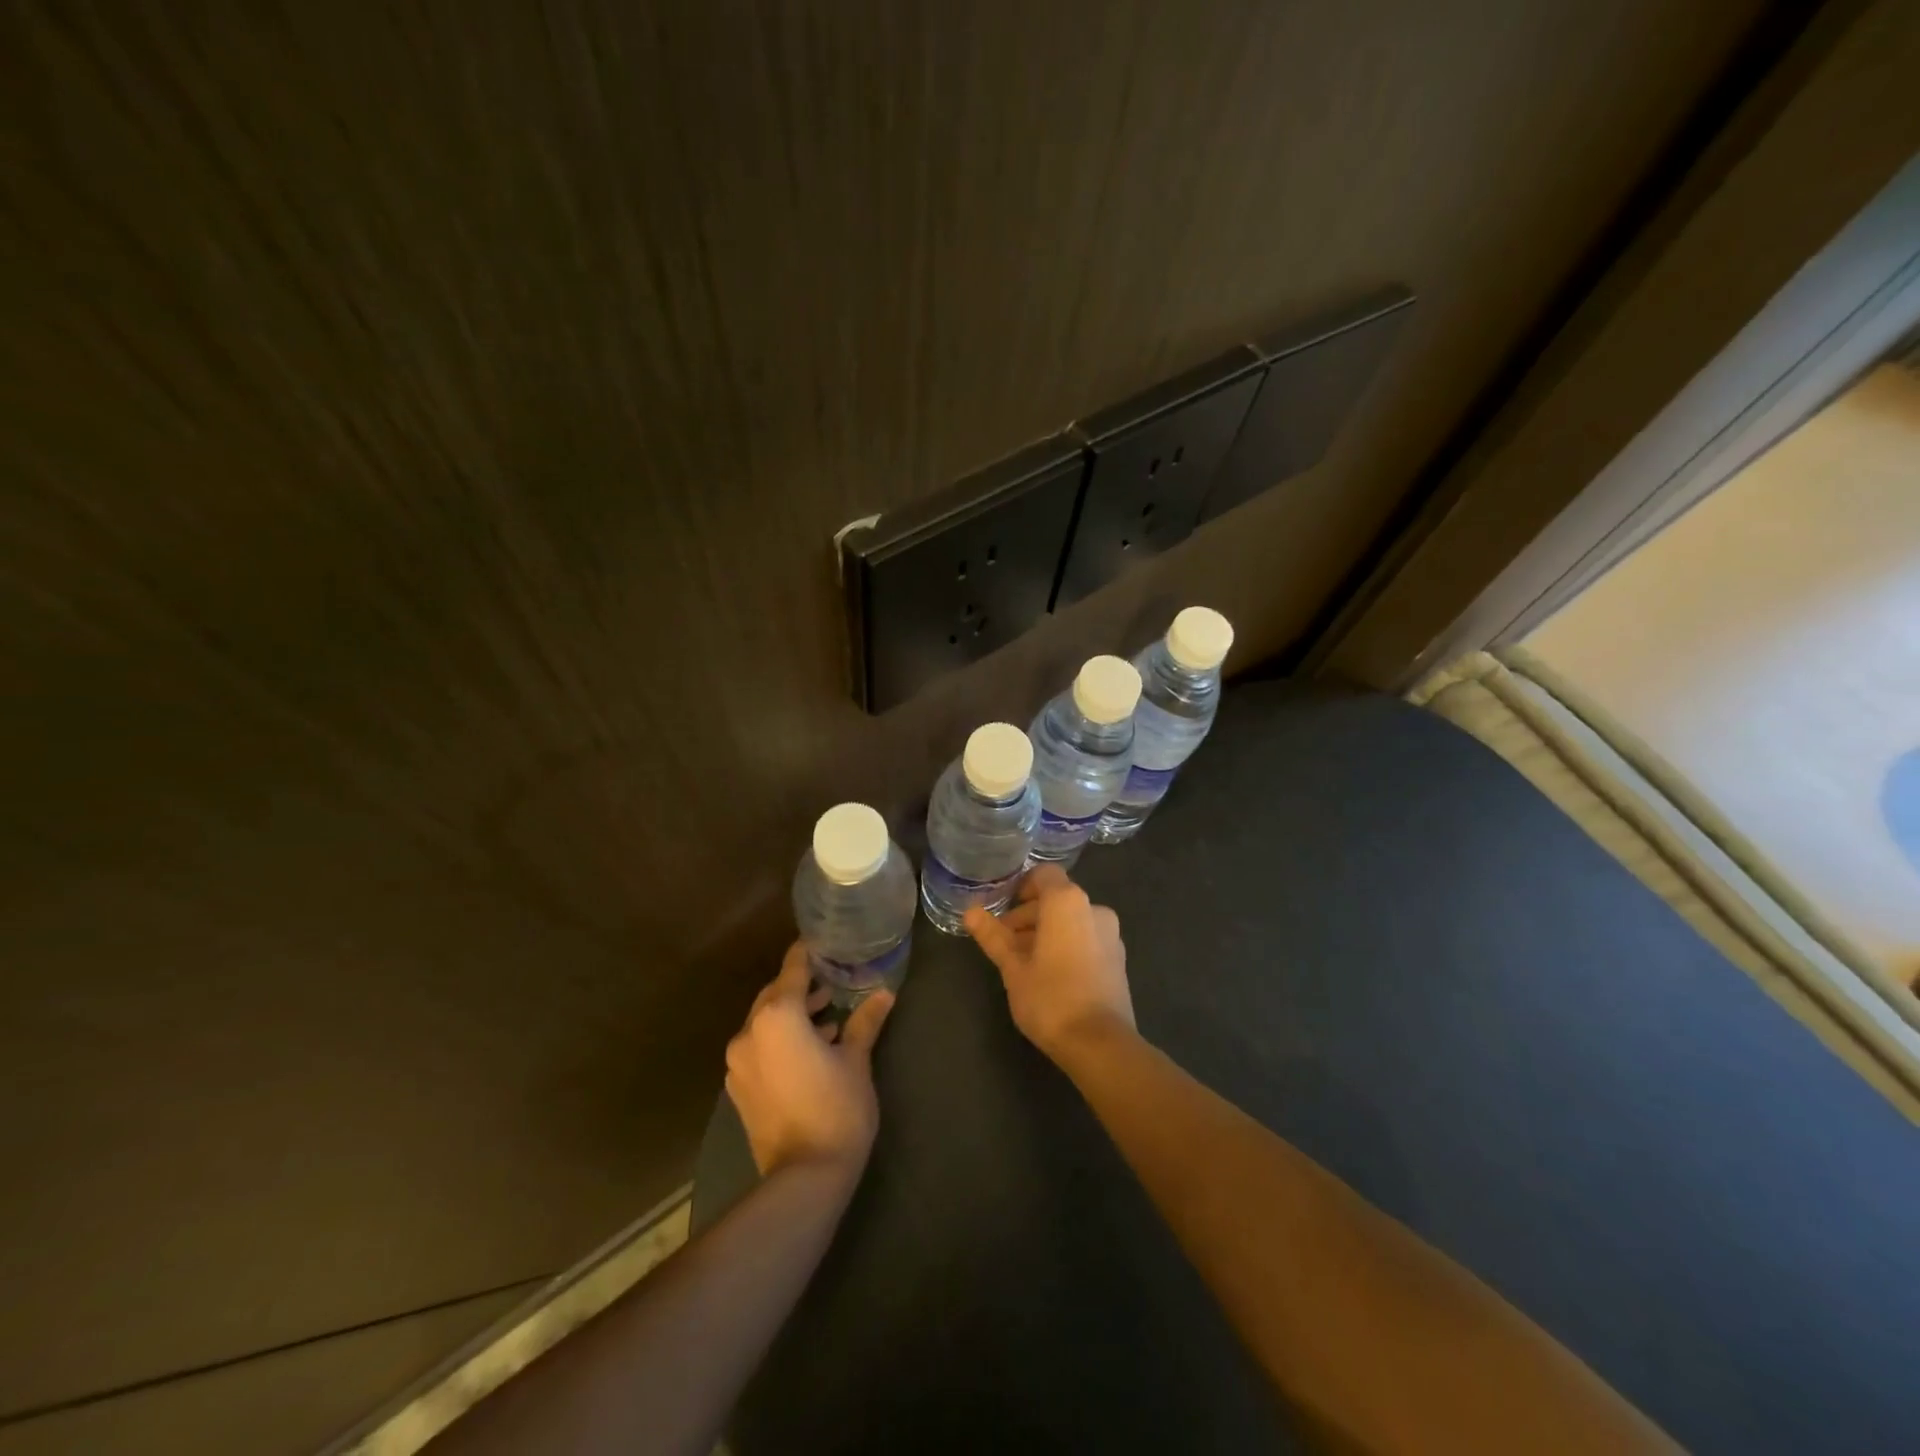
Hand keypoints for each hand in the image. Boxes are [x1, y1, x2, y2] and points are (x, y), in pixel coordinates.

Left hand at [725, 944, 894, 1179]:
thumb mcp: (856, 1060)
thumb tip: (884, 993)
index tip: (825, 943)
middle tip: (833, 986)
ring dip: (792, 1015)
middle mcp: (750, 1032)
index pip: (793, 968)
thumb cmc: (837, 1109)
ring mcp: (738, 1062)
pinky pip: (758, 1047)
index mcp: (778, 1016)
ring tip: (827, 1021)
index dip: (809, 953)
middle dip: (802, 987)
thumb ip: (865, 1022)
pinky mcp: (738, 1088)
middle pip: (775, 994)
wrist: (804, 1177)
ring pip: (765, 1022)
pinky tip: (808, 1051)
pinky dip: (779, 1040)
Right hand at [965, 864, 1133, 1061]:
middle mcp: (1094, 908)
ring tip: (1023, 962)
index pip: (1043, 875)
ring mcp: (1111, 934)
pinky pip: (1087, 938)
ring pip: (1071, 920)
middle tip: (1004, 942)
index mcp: (1067, 901)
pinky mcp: (1118, 958)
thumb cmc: (1050, 998)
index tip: (1002, 910)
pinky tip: (1050, 974)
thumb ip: (993, 935)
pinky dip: (1067, 945)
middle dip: (1028, 916)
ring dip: (1047, 932)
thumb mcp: (1013, 967)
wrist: (1100, 1044)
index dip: (1021, 887)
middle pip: (1056, 898)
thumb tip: (969, 911)